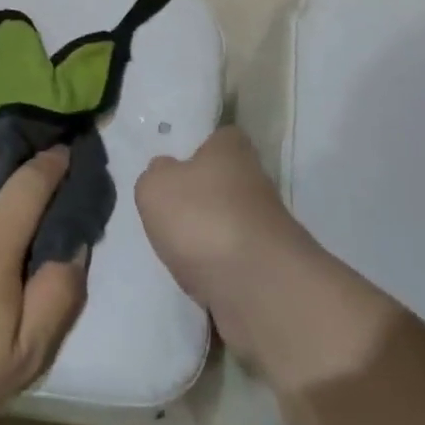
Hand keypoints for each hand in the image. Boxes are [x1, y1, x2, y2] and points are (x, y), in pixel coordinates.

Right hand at [137, 127, 396, 391]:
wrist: (256, 286)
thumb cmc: (201, 218)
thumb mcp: (155, 187)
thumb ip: (155, 175)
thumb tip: (165, 172)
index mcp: (232, 150)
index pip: (220, 137)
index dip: (199, 148)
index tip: (176, 164)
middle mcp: (255, 182)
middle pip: (225, 182)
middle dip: (201, 196)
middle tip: (168, 211)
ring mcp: (266, 227)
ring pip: (229, 222)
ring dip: (207, 234)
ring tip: (176, 248)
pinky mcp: (269, 267)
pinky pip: (234, 259)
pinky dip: (216, 267)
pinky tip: (196, 276)